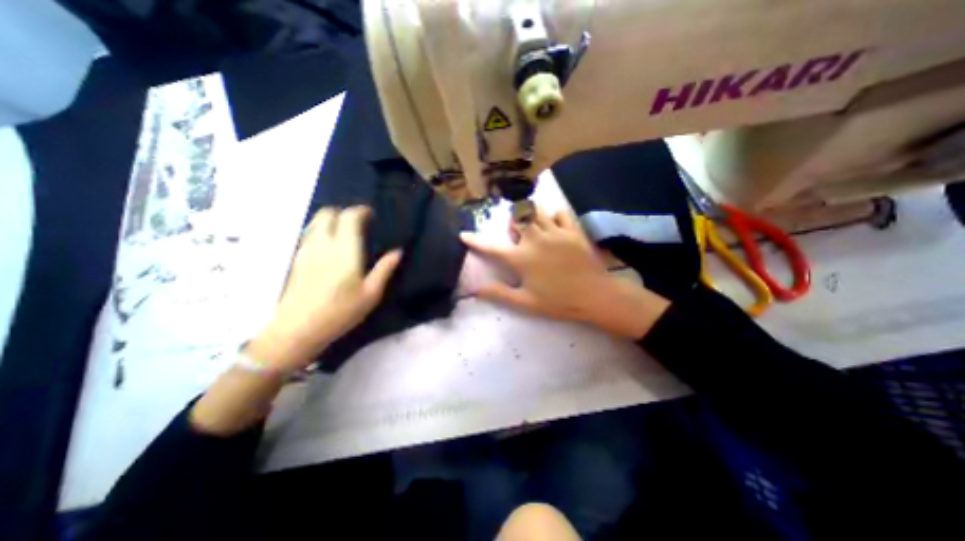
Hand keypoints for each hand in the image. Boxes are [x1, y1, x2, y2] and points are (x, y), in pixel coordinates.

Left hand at [250, 206, 401, 368]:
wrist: (298, 329)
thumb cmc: (341, 311)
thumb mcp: (371, 294)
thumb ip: (384, 269)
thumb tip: (397, 252)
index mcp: (345, 250)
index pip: (349, 217)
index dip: (361, 211)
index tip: (371, 215)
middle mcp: (323, 243)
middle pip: (328, 212)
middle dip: (344, 212)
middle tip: (359, 224)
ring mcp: (306, 249)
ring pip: (316, 221)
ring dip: (331, 220)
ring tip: (344, 233)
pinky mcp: (297, 258)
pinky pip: (309, 233)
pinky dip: (320, 230)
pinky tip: (329, 246)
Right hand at [464, 207, 668, 336]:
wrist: (595, 295)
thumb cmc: (558, 301)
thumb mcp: (526, 303)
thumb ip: (499, 294)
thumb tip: (475, 290)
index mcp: (520, 259)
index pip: (491, 247)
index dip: (475, 241)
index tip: (463, 235)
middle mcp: (534, 240)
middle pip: (516, 220)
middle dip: (513, 223)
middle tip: (517, 234)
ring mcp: (554, 232)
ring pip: (536, 211)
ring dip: (530, 215)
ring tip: (533, 224)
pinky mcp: (571, 230)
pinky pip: (559, 213)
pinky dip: (553, 215)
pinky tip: (554, 223)